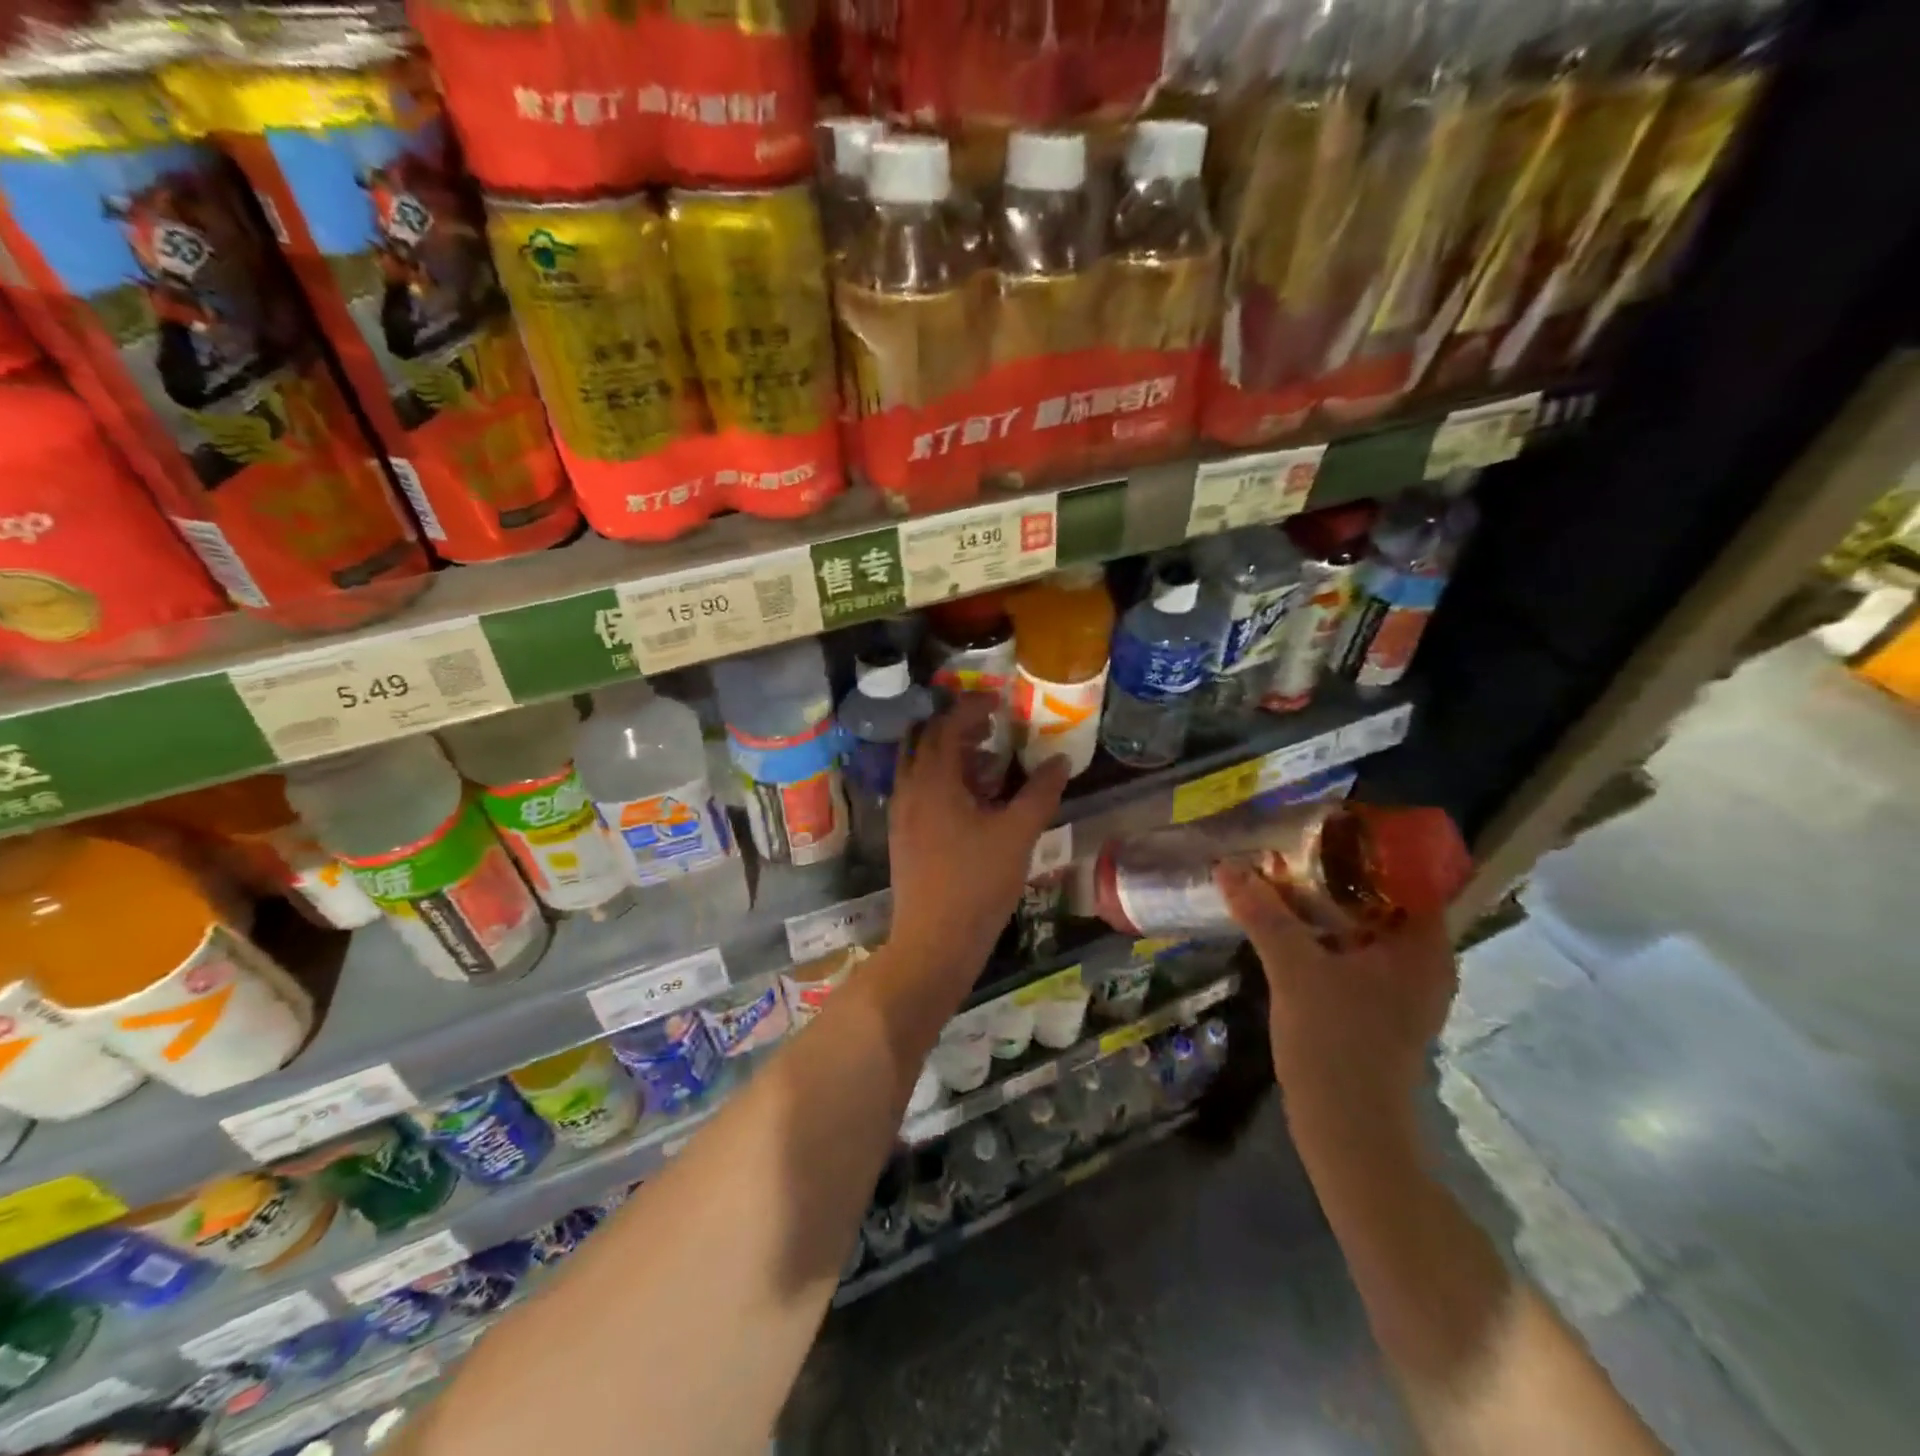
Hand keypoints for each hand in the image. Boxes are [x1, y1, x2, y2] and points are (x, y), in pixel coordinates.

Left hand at [887, 695, 1069, 977]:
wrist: (934, 942)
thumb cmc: (977, 884)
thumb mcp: (1018, 835)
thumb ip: (1040, 793)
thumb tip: (1060, 760)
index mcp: (933, 780)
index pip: (947, 725)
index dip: (972, 706)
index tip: (998, 700)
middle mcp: (909, 789)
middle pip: (925, 739)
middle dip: (956, 726)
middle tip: (991, 727)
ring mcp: (901, 814)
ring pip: (918, 765)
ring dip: (947, 753)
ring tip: (985, 760)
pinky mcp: (902, 835)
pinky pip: (917, 789)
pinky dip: (940, 779)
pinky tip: (970, 800)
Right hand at [1213, 862, 1456, 1124]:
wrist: (1347, 1130)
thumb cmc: (1336, 1043)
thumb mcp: (1295, 969)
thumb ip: (1264, 914)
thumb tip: (1228, 865)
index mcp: (1424, 948)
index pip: (1410, 876)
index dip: (1371, 846)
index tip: (1326, 826)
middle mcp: (1422, 963)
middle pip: (1383, 899)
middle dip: (1338, 872)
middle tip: (1293, 846)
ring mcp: (1399, 988)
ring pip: (1364, 927)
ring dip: (1326, 903)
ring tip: (1283, 876)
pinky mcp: (1375, 1007)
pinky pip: (1352, 951)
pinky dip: (1324, 933)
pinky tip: (1286, 923)